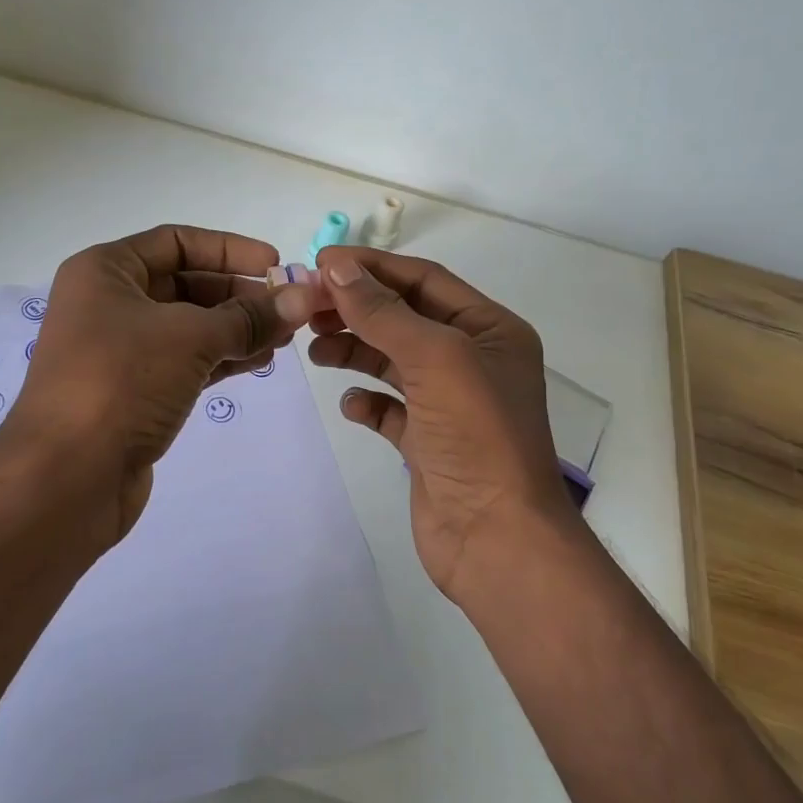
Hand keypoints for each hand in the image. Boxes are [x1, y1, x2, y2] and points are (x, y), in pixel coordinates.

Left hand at [0, 224, 298, 542]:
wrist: (67, 476)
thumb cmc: (122, 382)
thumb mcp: (190, 337)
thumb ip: (248, 317)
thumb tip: (302, 298)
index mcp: (105, 271)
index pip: (176, 242)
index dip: (230, 250)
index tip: (276, 265)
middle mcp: (108, 304)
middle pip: (184, 284)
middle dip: (239, 294)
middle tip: (290, 308)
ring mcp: (119, 351)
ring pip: (188, 327)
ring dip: (236, 328)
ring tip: (286, 337)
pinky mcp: (133, 392)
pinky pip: (184, 361)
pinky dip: (221, 358)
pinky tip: (260, 360)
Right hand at [286, 247, 580, 601]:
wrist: (497, 539)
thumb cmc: (477, 436)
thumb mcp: (435, 358)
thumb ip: (382, 312)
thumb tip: (336, 268)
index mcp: (489, 330)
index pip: (423, 280)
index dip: (371, 268)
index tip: (319, 262)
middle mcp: (472, 360)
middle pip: (403, 317)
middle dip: (356, 309)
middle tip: (306, 307)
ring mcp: (450, 404)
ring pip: (392, 360)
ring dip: (354, 350)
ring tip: (316, 351)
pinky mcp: (428, 442)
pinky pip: (389, 409)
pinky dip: (367, 401)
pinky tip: (351, 404)